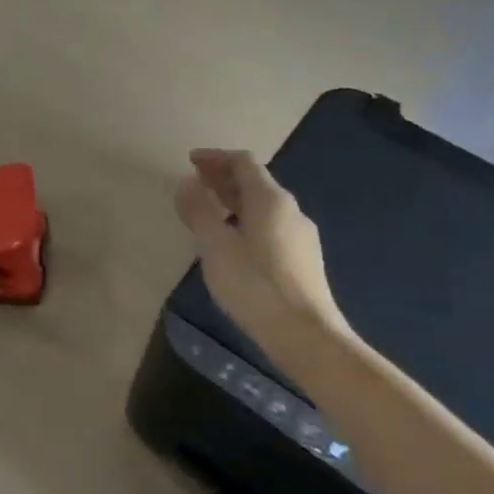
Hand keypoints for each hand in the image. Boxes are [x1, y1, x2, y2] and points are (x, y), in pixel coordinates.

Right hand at [174, 149, 342, 343]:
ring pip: (264, 205)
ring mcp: (301, 235)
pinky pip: (271, 225)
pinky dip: (246, 219)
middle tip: (195, 182)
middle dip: (223, 177)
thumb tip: (187, 183)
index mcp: (270, 200)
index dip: (215, 157)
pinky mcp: (303, 259)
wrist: (306, 336)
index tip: (190, 161)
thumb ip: (199, 212)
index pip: (243, 162)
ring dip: (234, 200)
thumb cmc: (255, 286)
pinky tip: (233, 241)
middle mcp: (290, 210)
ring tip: (209, 210)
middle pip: (255, 181)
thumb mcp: (216, 247)